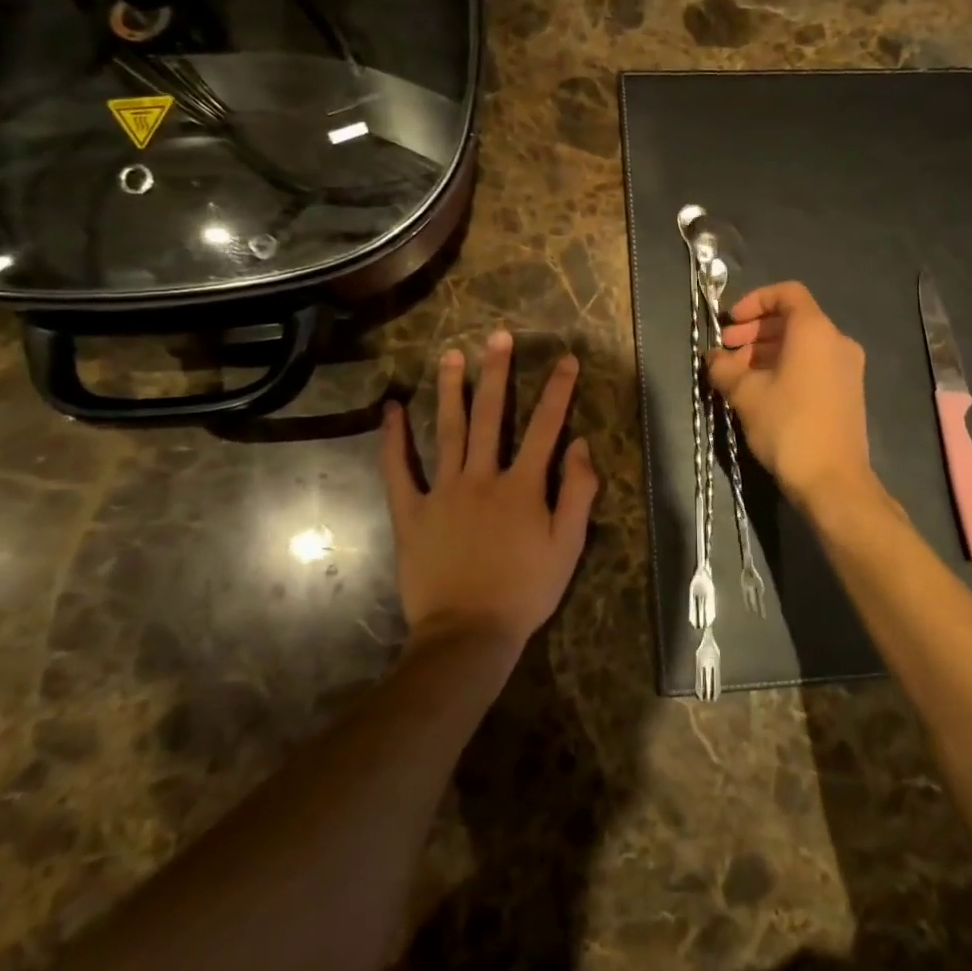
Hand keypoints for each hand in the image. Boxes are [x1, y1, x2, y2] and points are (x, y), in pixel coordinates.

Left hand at [379, 331, 596, 658]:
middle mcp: (482, 477)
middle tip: (496, 336)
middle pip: (490, 416)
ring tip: (450, 355)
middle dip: (496, 372)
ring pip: (447, 430)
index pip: (544, 427)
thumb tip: (581, 444)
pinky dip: (393, 439)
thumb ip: (578, 492)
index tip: (566, 358)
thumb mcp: (568, 546)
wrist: (468, 634)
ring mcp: (443, 492)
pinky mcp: (411, 512)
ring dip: (450, 390)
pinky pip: (399, 470)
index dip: (557, 390)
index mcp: (522, 485)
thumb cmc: (525, 591)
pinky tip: (390, 410)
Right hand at [708, 281, 873, 507]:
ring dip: (766, 352)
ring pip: (801, 345)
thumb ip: (724, 368)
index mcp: (815, 331)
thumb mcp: (746, 394)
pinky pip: (813, 365)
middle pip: (792, 320)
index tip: (732, 322)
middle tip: (727, 352)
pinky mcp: (847, 392)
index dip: (755, 300)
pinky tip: (761, 392)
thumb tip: (714, 358)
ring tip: (737, 375)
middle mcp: (837, 341)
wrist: (833, 481)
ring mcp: (847, 368)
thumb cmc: (788, 426)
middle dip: (755, 331)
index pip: (787, 293)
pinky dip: (785, 367)